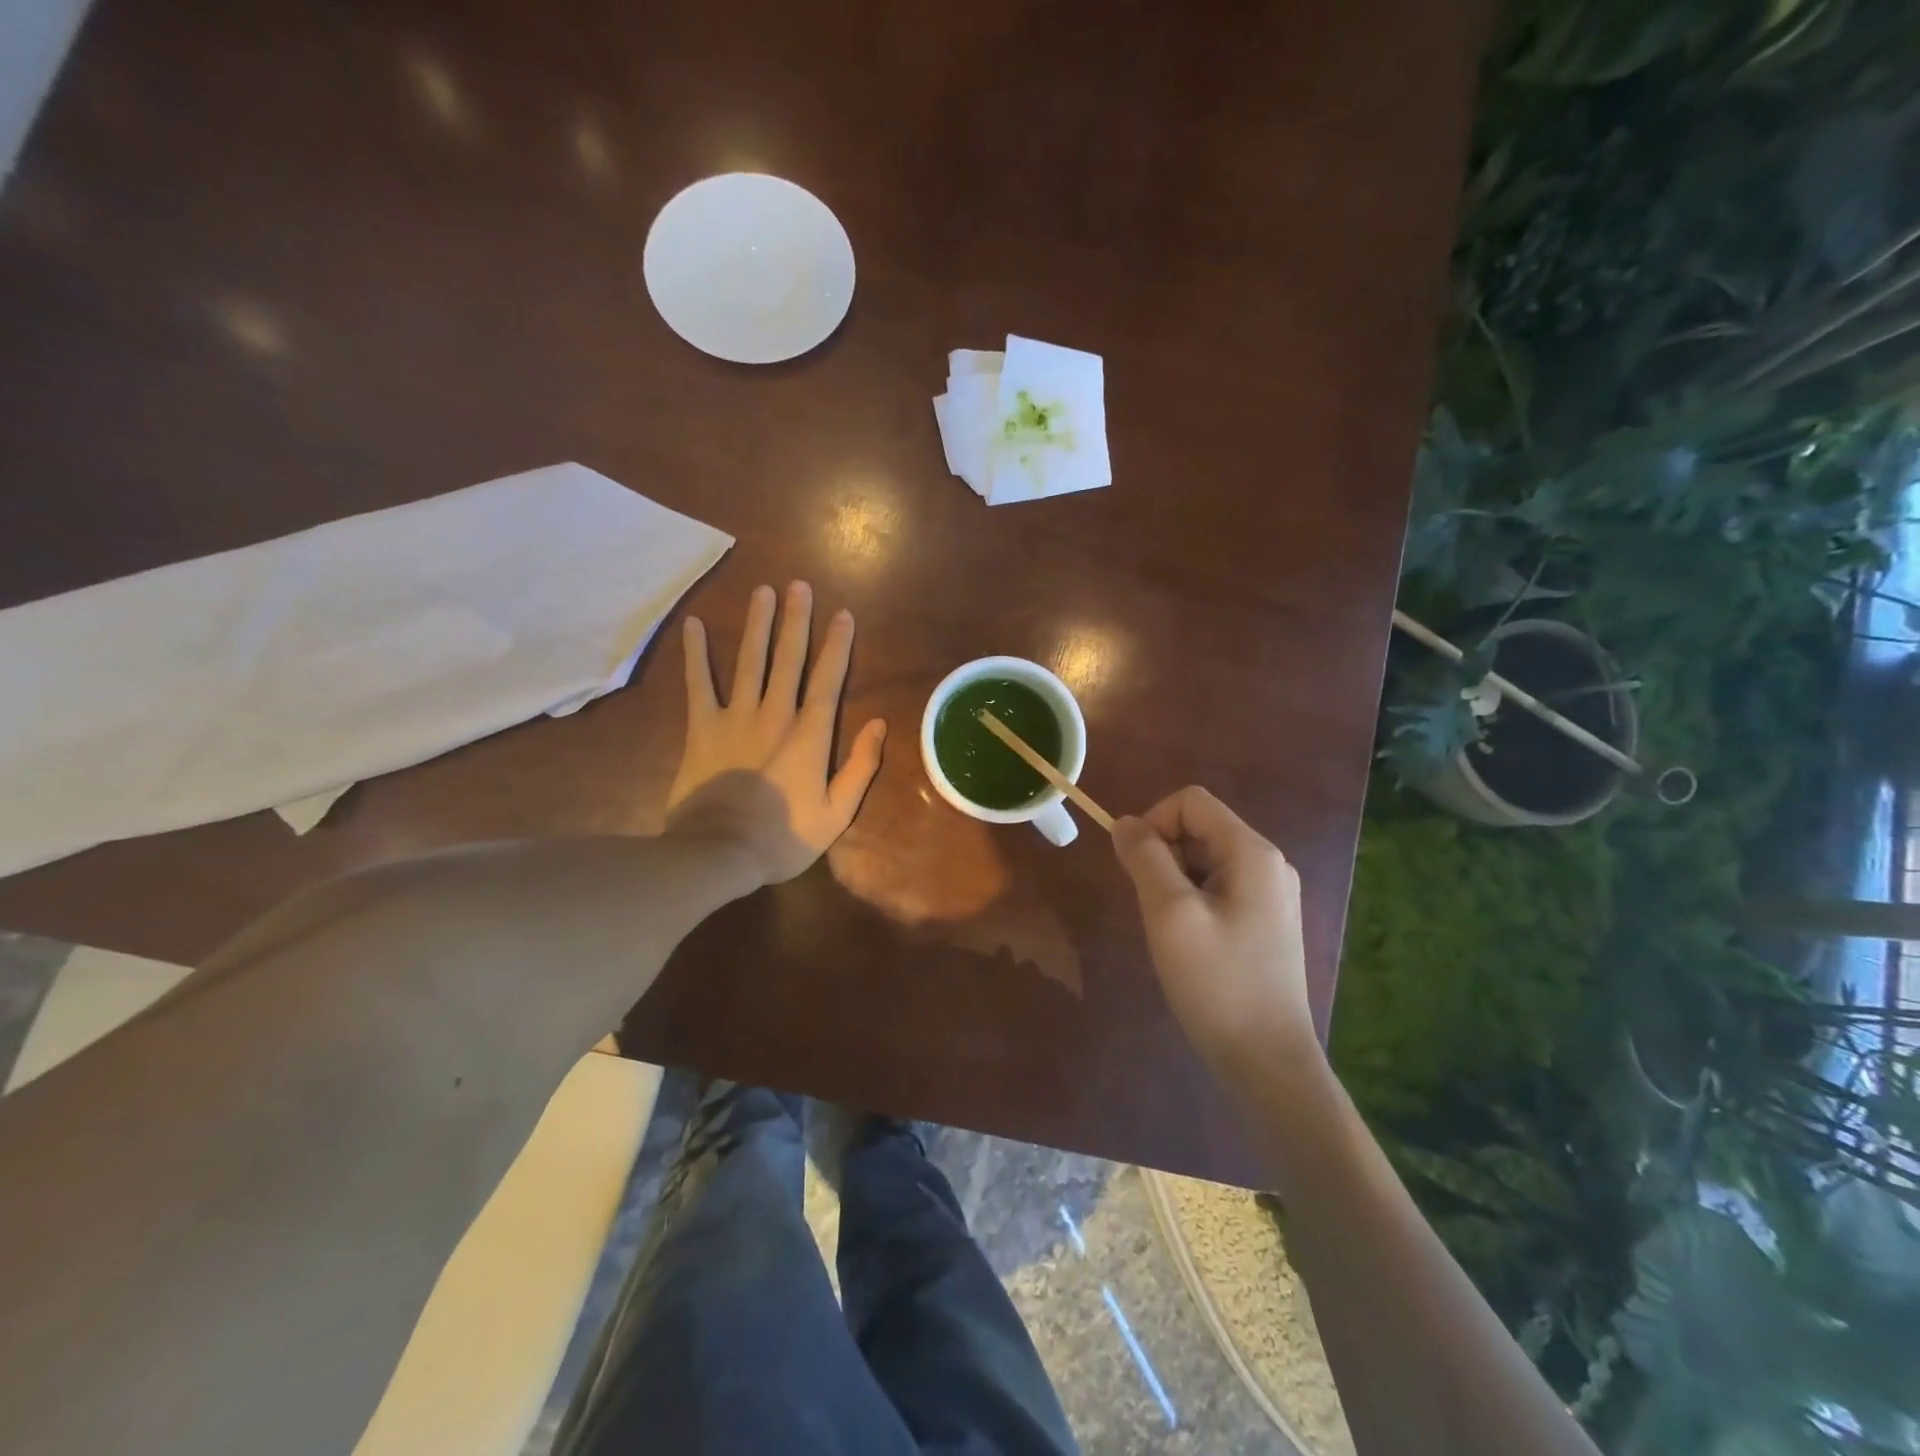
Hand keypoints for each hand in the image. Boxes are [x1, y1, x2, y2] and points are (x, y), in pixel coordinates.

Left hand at [665, 581, 886, 884]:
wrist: (718, 853)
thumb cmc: (783, 837)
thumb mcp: (837, 813)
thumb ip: (861, 767)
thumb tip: (879, 724)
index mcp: (810, 735)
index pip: (828, 680)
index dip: (837, 645)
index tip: (843, 614)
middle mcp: (775, 714)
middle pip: (789, 659)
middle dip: (796, 621)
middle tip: (799, 585)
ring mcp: (736, 717)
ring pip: (750, 661)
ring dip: (757, 625)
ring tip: (762, 591)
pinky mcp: (702, 728)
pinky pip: (698, 684)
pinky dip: (696, 654)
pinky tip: (694, 625)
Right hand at [1112, 787, 1316, 1073]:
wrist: (1267, 1062)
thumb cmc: (1217, 983)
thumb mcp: (1170, 913)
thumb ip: (1145, 858)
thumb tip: (1125, 823)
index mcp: (1253, 852)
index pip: (1190, 802)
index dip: (1153, 822)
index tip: (1136, 871)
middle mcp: (1268, 863)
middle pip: (1199, 828)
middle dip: (1163, 856)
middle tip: (1154, 909)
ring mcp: (1271, 894)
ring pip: (1204, 860)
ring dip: (1174, 882)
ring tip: (1171, 931)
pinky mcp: (1265, 922)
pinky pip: (1217, 888)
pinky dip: (1190, 902)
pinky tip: (1189, 944)